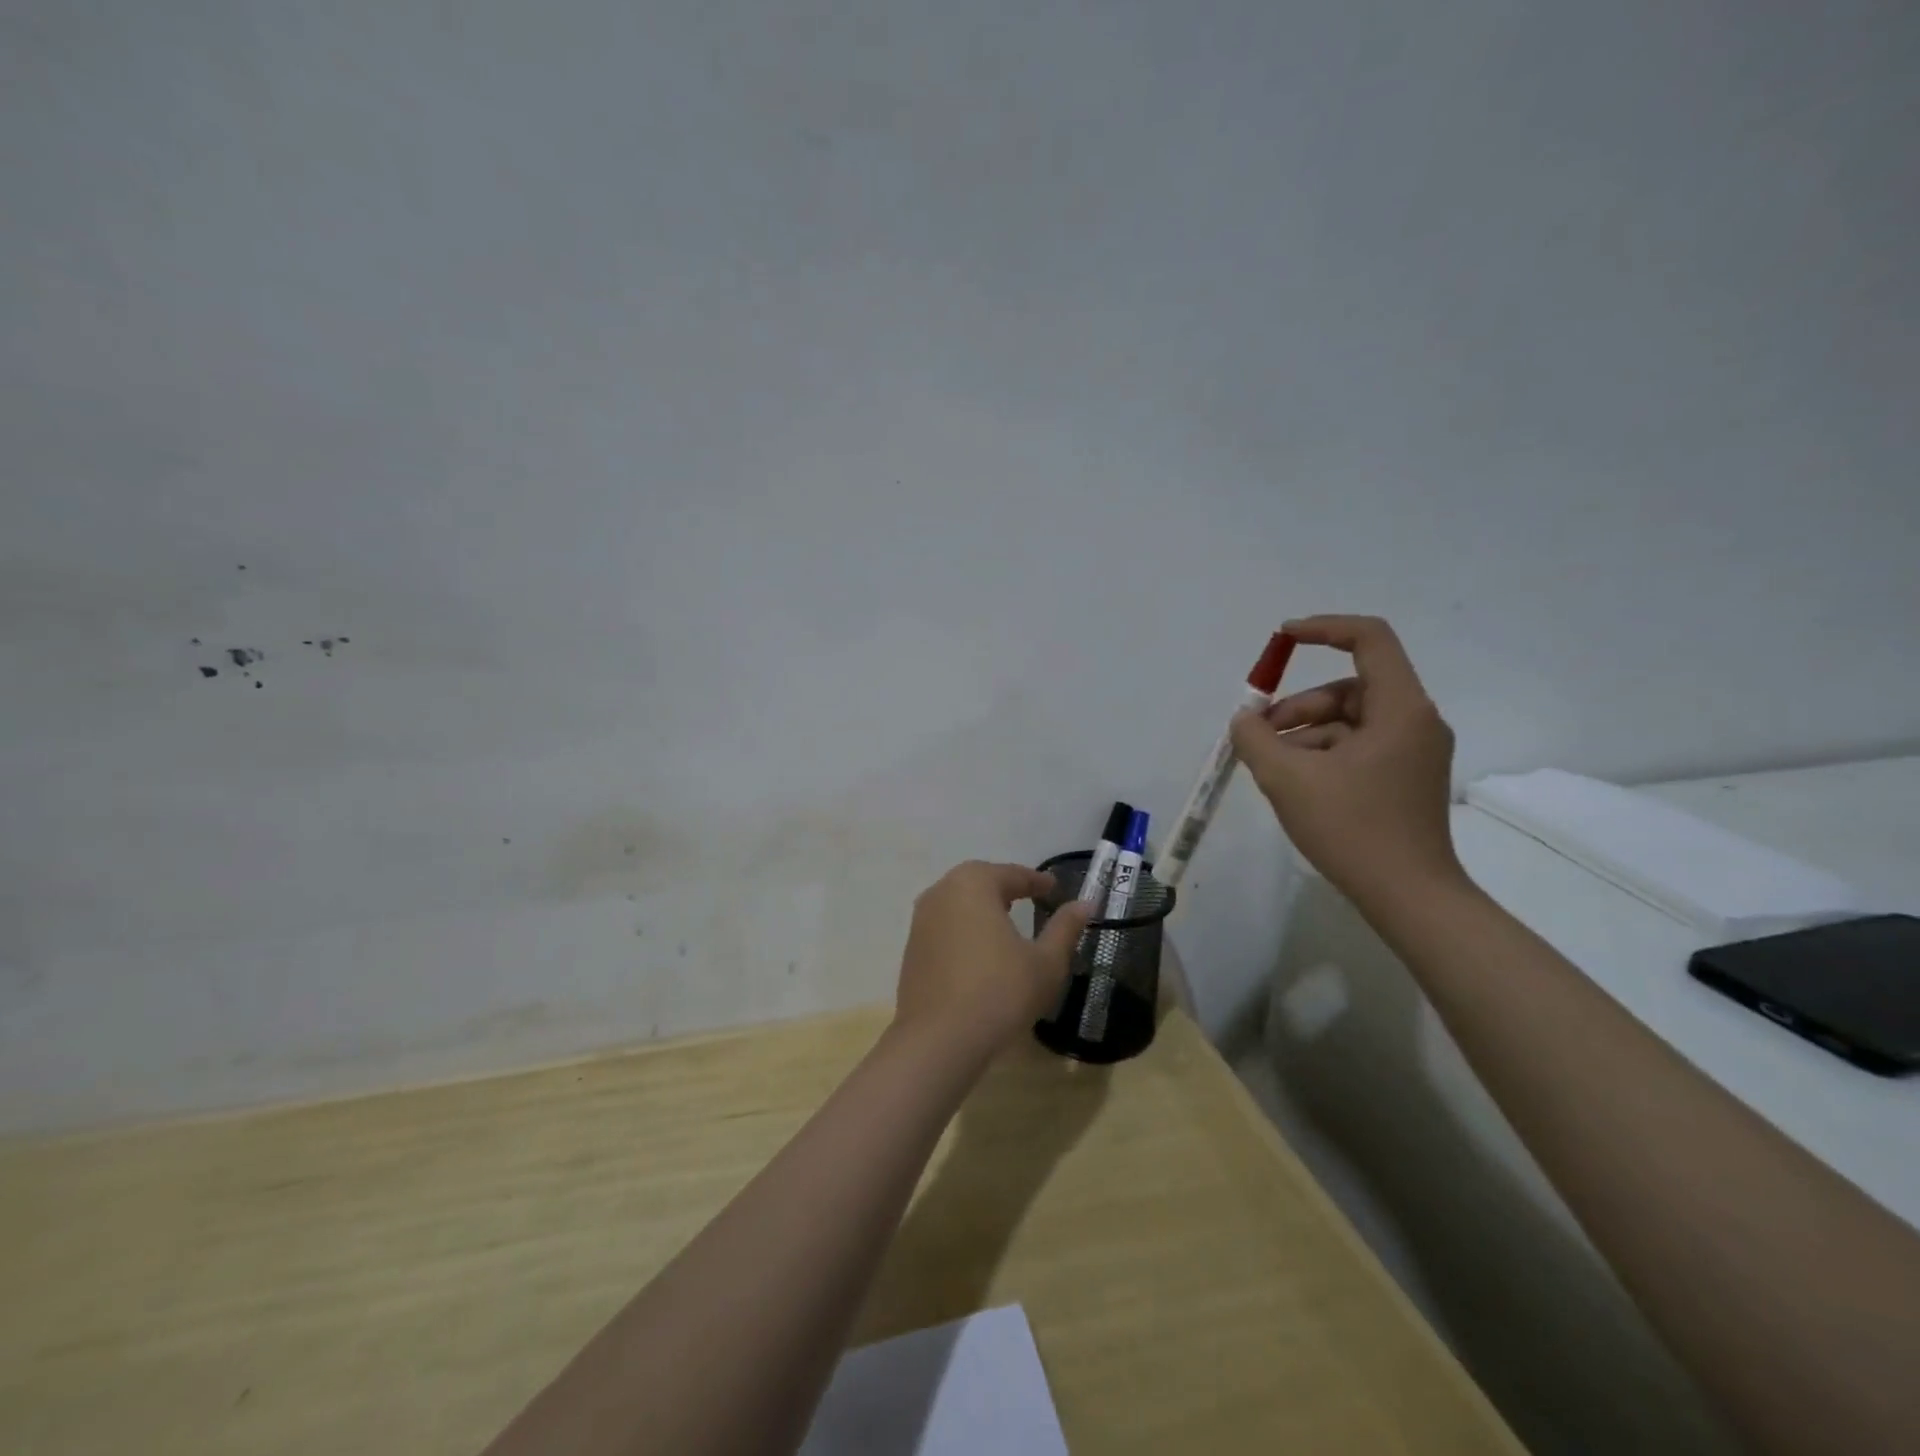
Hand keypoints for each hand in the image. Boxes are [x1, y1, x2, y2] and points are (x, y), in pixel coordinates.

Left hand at [894, 861, 1092, 1063]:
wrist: (938, 1040)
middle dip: (1006, 888)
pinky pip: (946, 926)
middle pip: (980, 881)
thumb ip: (1065, 928)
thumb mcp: (1045, 962)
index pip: (1012, 874)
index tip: (1054, 887)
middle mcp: (942, 892)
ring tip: (1006, 922)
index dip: (1036, 881)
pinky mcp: (912, 947)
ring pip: (959, 903)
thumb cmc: (1000, 993)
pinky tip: (981, 950)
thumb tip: (1085, 904)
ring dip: (983, 907)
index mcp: (974, 883)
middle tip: (1030, 898)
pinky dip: (965, 929)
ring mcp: (921, 920)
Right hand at [1228, 615, 1461, 904]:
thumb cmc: (1352, 828)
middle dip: (1298, 707)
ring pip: (1348, 722)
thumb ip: (1255, 738)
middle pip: (1348, 688)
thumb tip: (1245, 720)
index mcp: (1400, 708)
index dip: (1323, 629)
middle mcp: (1415, 721)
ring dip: (1304, 735)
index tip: (1282, 639)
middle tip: (1259, 736)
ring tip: (1271, 768)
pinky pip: (1356, 748)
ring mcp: (1413, 753)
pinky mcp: (1404, 779)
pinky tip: (1294, 786)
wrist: (1409, 897)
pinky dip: (1322, 756)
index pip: (1370, 639)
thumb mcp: (1288, 778)